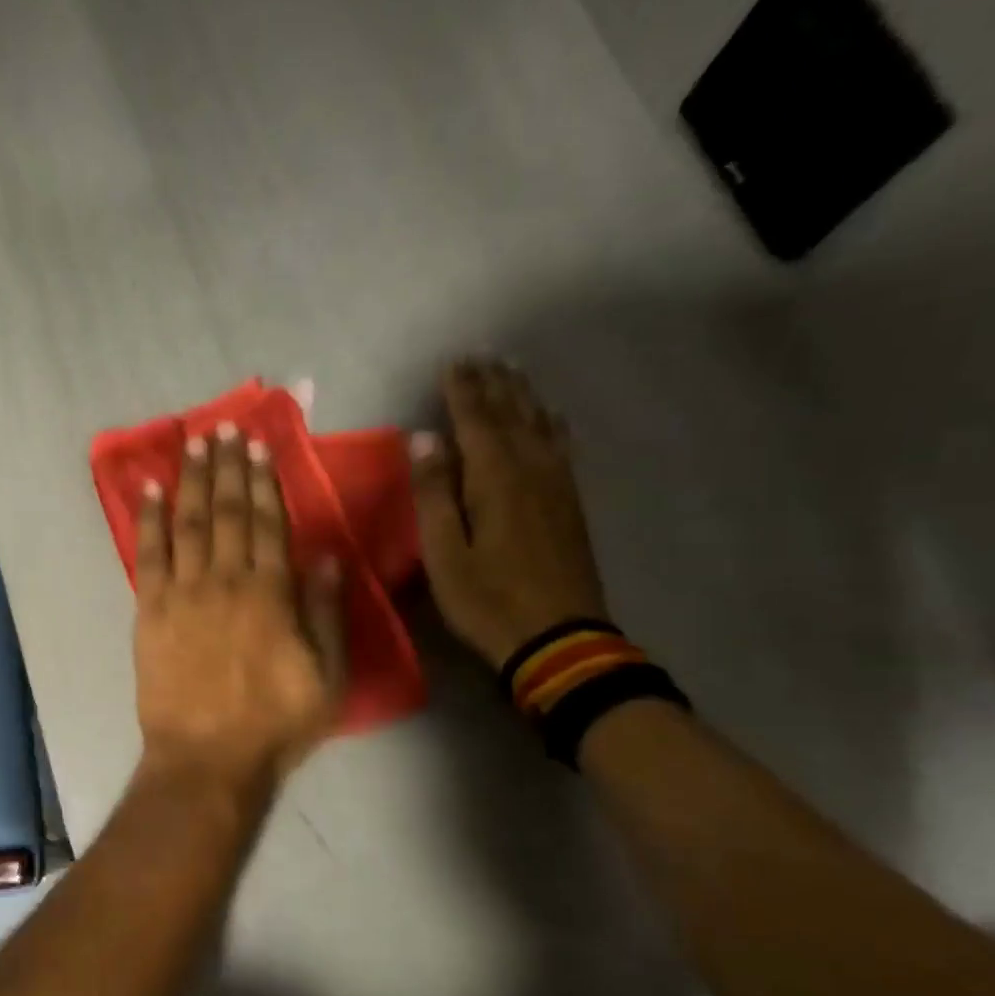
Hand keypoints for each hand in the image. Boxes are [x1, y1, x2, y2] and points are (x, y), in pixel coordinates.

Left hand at [133, 424, 345, 789]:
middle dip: (228, 466)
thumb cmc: (274, 724)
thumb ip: (325, 612)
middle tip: (226, 428)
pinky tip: (149, 489)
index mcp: (271, 593)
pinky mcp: (149, 611)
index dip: (263, 481)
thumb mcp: (327, 676)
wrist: (206, 759)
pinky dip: (148, 519)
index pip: (267, 522)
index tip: (259, 446)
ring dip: (191, 479)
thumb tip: (324, 556)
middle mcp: (225, 581)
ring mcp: (182, 593)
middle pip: (226, 512)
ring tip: (193, 442)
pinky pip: (147, 555)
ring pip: (188, 523)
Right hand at [408, 360, 610, 668]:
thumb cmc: (487, 599)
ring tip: (511, 372)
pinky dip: (551, 424)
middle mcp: (531, 470)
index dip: (462, 391)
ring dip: (523, 397)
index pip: (476, 421)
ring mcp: (557, 486)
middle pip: (512, 415)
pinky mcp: (570, 504)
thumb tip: (425, 439)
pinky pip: (561, 447)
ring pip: (540, 426)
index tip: (452, 363)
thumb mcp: (444, 553)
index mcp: (495, 479)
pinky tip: (551, 417)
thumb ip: (434, 494)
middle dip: (494, 385)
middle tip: (481, 357)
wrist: (558, 638)